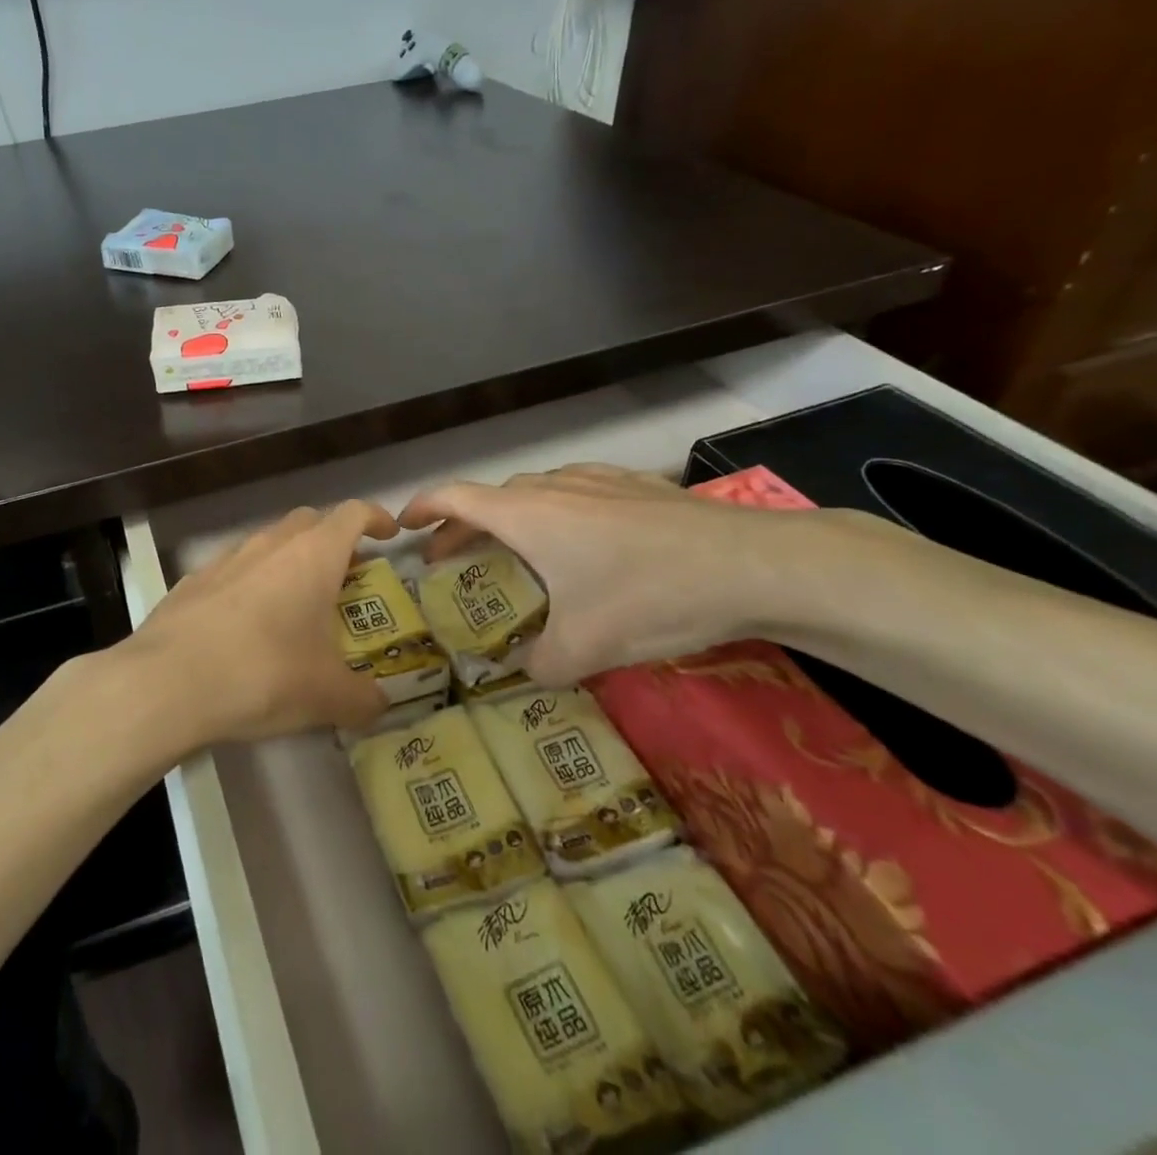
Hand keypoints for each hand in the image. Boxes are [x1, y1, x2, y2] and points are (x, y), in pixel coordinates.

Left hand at [123, 500, 395, 744]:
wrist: (167, 682)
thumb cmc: (263, 674)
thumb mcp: (327, 696)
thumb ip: (363, 698)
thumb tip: (378, 705)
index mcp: (312, 556)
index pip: (352, 514)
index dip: (375, 518)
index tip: (389, 535)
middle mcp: (270, 544)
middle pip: (309, 521)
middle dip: (332, 539)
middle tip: (345, 575)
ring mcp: (226, 559)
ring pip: (268, 543)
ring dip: (289, 561)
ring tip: (295, 603)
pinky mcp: (192, 581)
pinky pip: (232, 570)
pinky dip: (250, 584)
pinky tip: (245, 624)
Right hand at [399, 464, 861, 684]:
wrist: (753, 563)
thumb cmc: (650, 596)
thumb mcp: (587, 646)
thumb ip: (542, 665)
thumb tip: (527, 674)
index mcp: (527, 515)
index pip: (454, 496)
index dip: (422, 507)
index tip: (403, 524)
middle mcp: (554, 488)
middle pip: (491, 497)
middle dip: (462, 525)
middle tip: (451, 557)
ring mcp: (598, 481)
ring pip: (535, 492)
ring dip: (511, 518)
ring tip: (514, 550)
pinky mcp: (637, 486)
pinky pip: (577, 492)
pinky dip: (557, 512)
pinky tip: (583, 541)